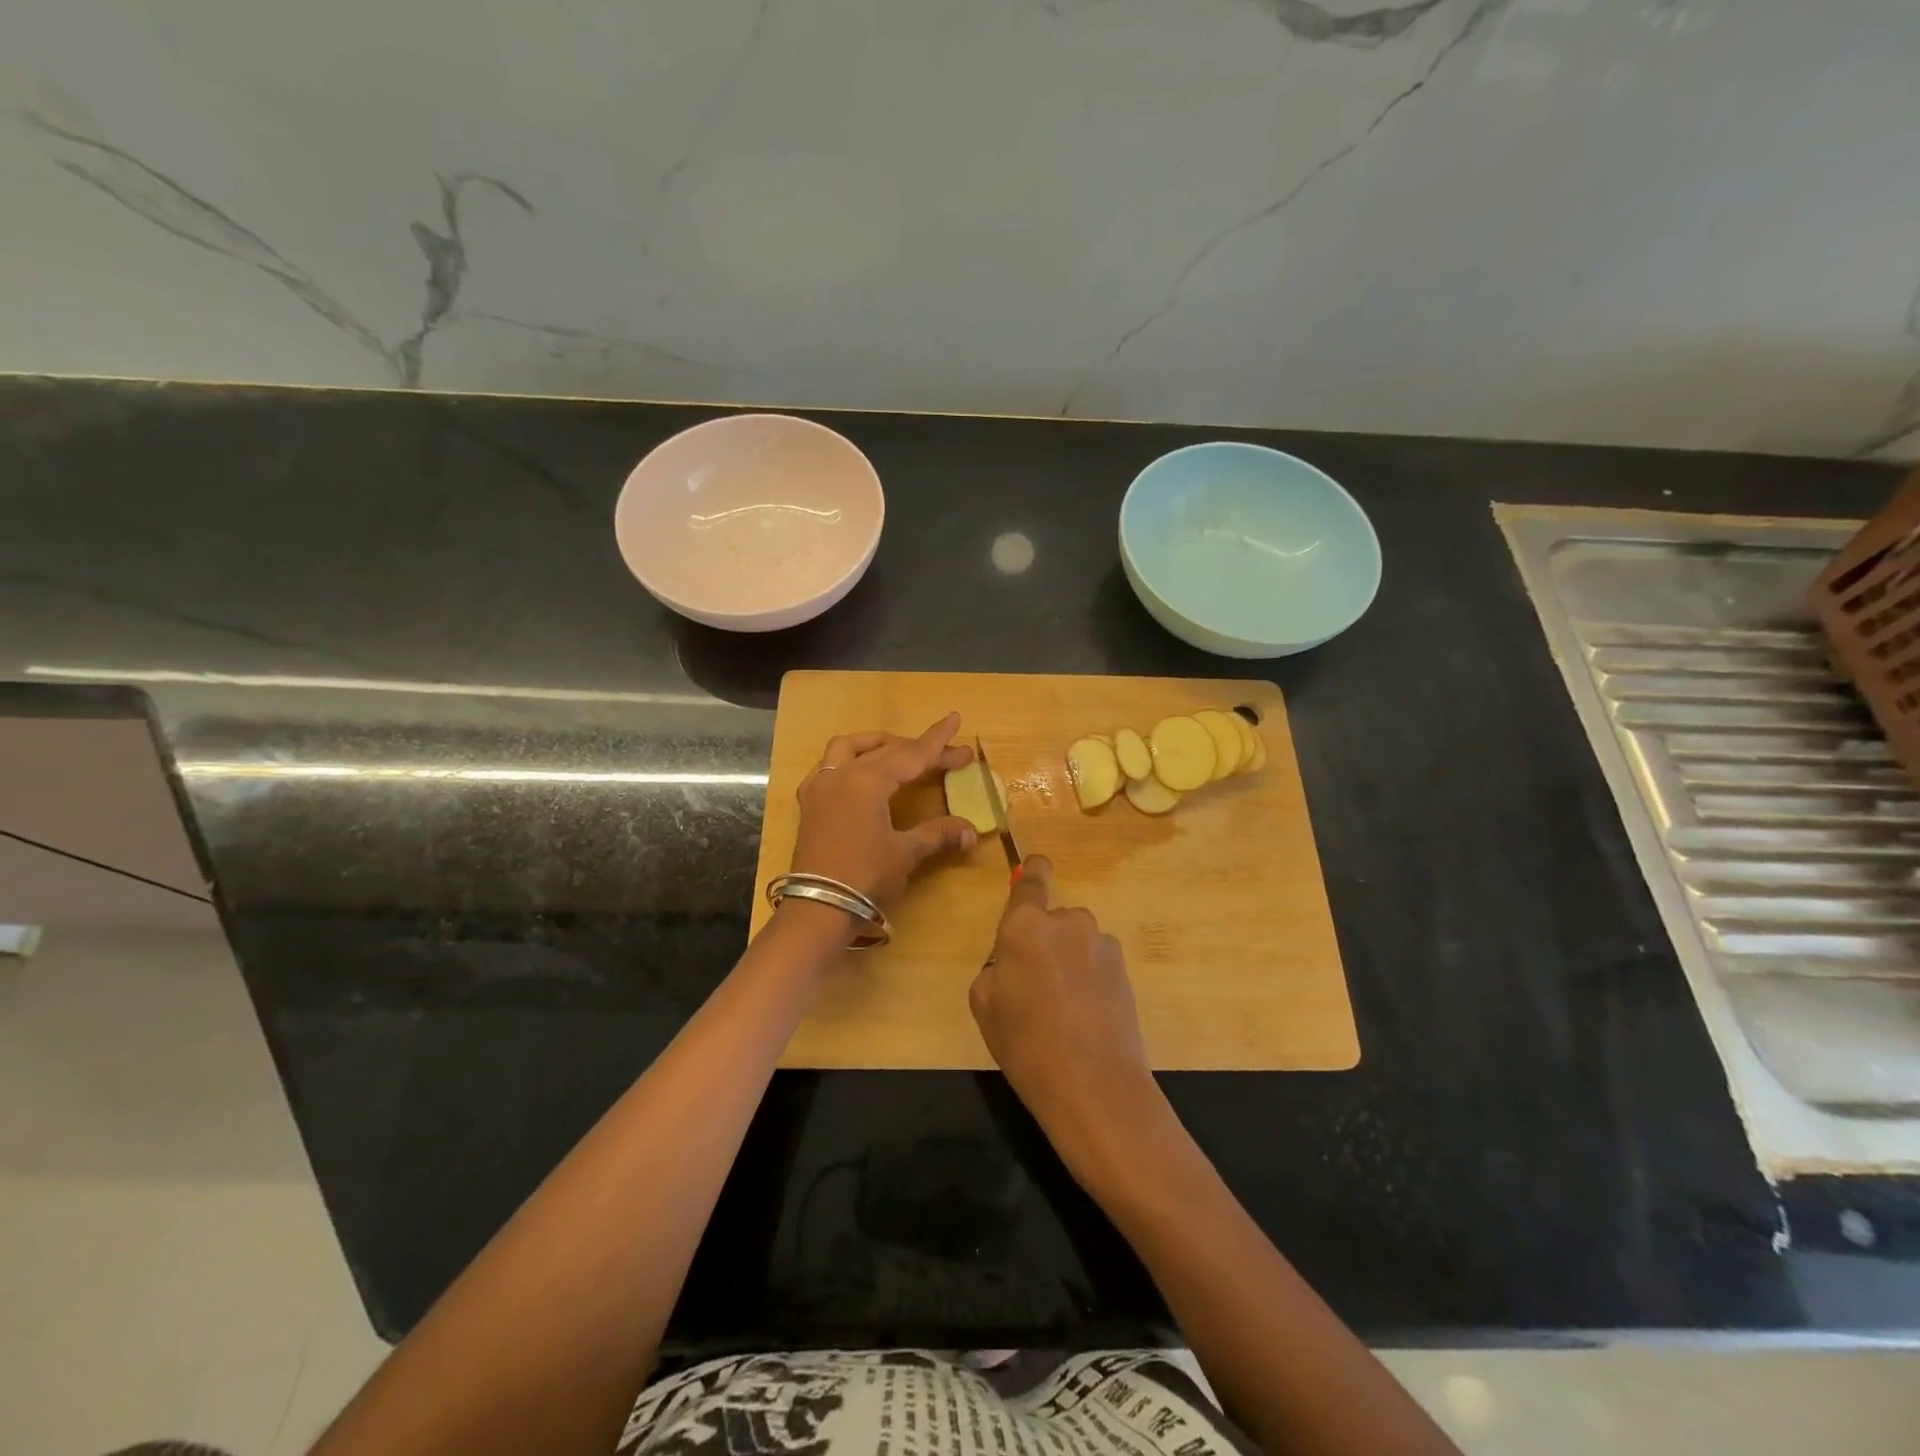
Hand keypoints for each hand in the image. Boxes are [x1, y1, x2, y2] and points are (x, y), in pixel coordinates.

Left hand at [788, 712, 978, 919]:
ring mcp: (820, 787)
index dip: (937, 741)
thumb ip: (938, 834)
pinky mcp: (809, 803)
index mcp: (868, 781)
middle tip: (949, 754)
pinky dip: (847, 760)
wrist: (818, 910)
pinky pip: (827, 766)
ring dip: (876, 744)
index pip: (911, 754)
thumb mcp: (906, 854)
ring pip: (848, 747)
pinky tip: (858, 772)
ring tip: (898, 750)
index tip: (955, 720)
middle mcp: (841, 774)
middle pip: (886, 750)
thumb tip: (971, 830)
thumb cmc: (866, 878)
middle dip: (918, 748)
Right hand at [969, 857, 1166, 1182]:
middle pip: (1053, 919)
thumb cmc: (1025, 1045)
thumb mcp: (984, 1005)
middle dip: (1045, 940)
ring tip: (1064, 1009)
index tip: (1036, 866)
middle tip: (1036, 985)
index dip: (1033, 870)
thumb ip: (995, 968)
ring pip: (1077, 942)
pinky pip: (1096, 962)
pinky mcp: (1124, 969)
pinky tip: (1086, 1017)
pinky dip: (1090, 979)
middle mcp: (1066, 922)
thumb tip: (1013, 961)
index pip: (1031, 880)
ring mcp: (1100, 944)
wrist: (1093, 1085)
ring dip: (1069, 960)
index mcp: (1025, 926)